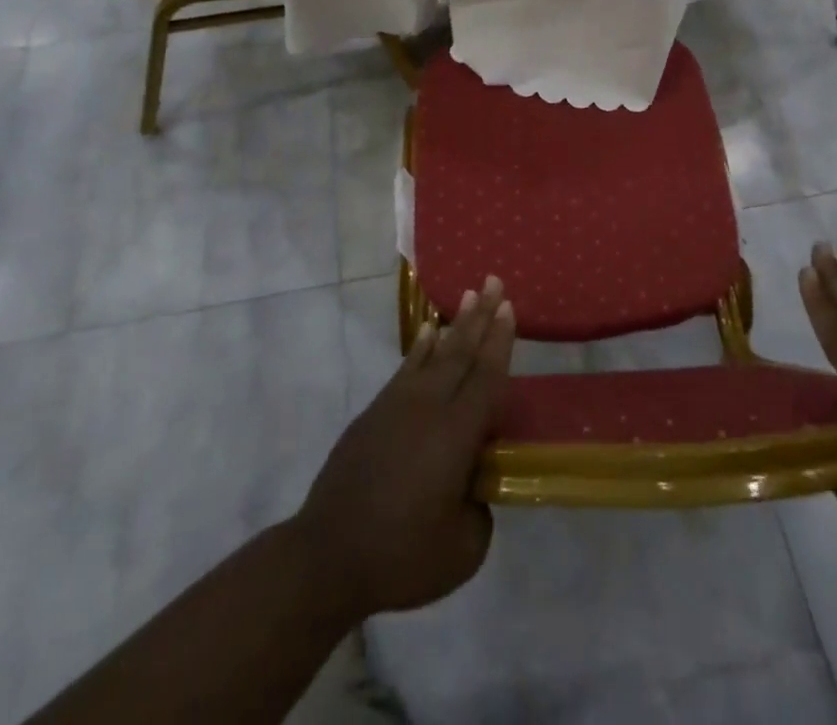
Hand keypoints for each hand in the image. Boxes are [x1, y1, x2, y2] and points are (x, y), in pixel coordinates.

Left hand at [293, 276, 515, 619]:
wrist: (328, 555)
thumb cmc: (402, 555)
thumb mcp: (463, 550)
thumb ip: (480, 510)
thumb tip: (473, 485)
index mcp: (456, 434)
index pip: (486, 377)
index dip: (500, 341)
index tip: (509, 307)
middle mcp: (429, 407)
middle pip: (461, 352)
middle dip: (481, 316)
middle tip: (494, 281)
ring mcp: (397, 406)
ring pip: (434, 354)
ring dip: (455, 324)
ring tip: (469, 296)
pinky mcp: (374, 414)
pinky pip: (406, 368)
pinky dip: (420, 348)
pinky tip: (428, 333)